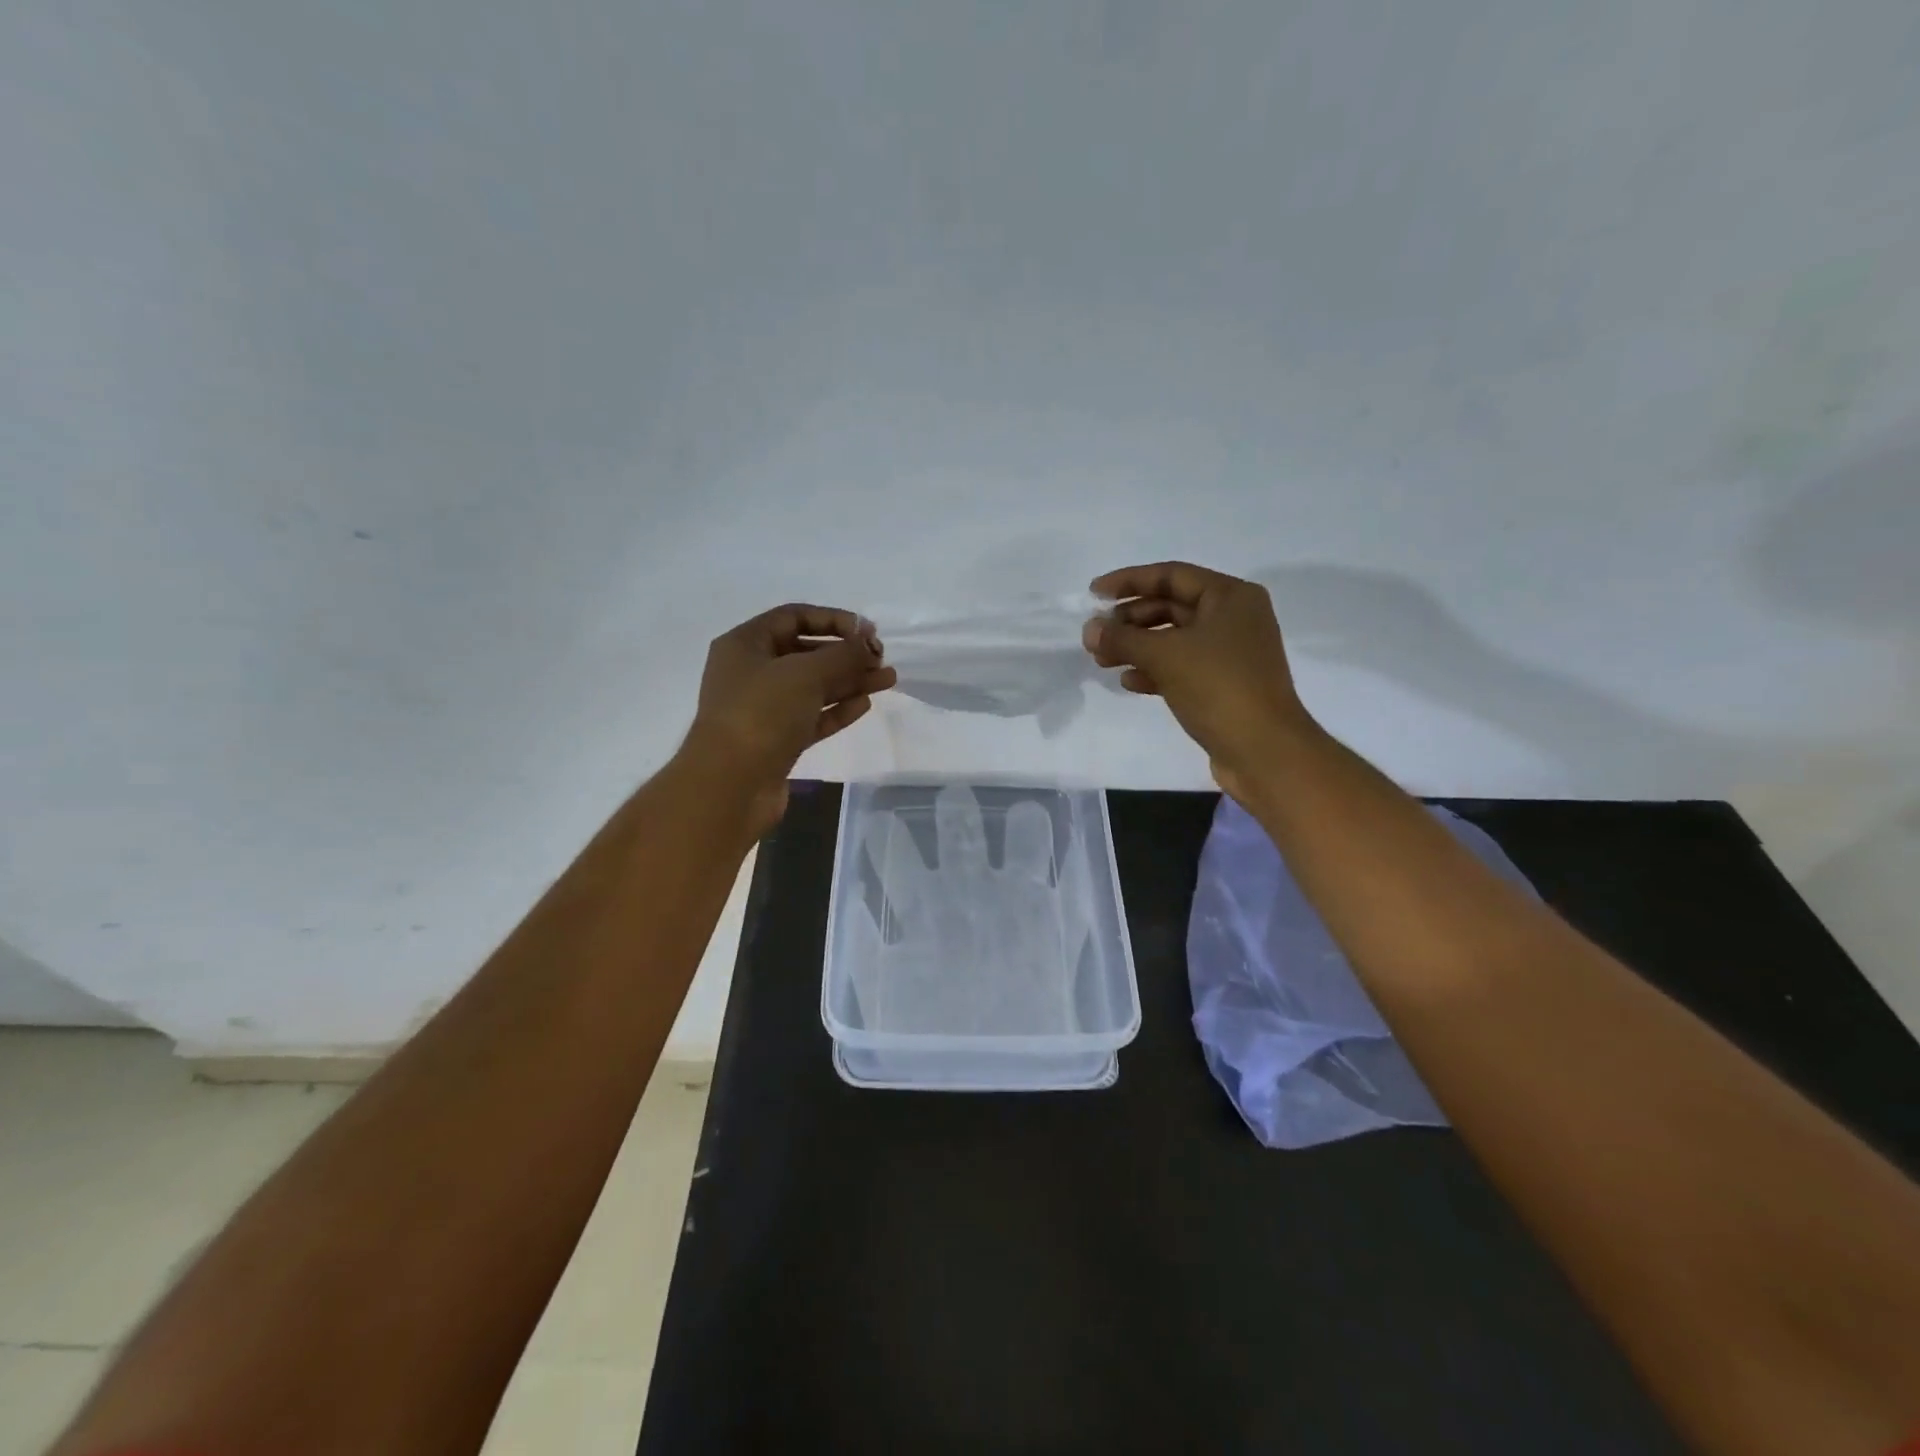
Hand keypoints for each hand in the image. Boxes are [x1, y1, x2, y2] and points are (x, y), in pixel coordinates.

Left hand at [683, 604, 896, 832]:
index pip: (794, 617)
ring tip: (888, 680)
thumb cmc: (761, 714)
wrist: (730, 785)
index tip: (868, 632)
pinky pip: (812, 717)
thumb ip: (843, 654)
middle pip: (806, 652)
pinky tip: (865, 704)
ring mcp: (764, 709)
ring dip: (850, 681)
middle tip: (881, 660)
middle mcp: (752, 672)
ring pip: (813, 687)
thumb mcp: (806, 673)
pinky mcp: (777, 740)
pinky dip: (838, 709)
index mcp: (746, 644)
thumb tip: (869, 644)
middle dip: (846, 654)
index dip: (833, 619)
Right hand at [1082, 562, 1317, 804]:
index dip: (1128, 581)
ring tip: (1102, 660)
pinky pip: (1182, 667)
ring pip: (1173, 640)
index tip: (1093, 594)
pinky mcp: (1223, 685)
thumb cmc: (1218, 687)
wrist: (1263, 750)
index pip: (1171, 575)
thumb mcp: (1164, 655)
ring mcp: (1230, 654)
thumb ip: (1122, 638)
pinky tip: (1128, 681)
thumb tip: (1089, 629)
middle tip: (1096, 635)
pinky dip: (1154, 670)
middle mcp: (1234, 618)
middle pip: (1171, 607)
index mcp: (1230, 597)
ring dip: (1137, 647)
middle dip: (1130, 620)